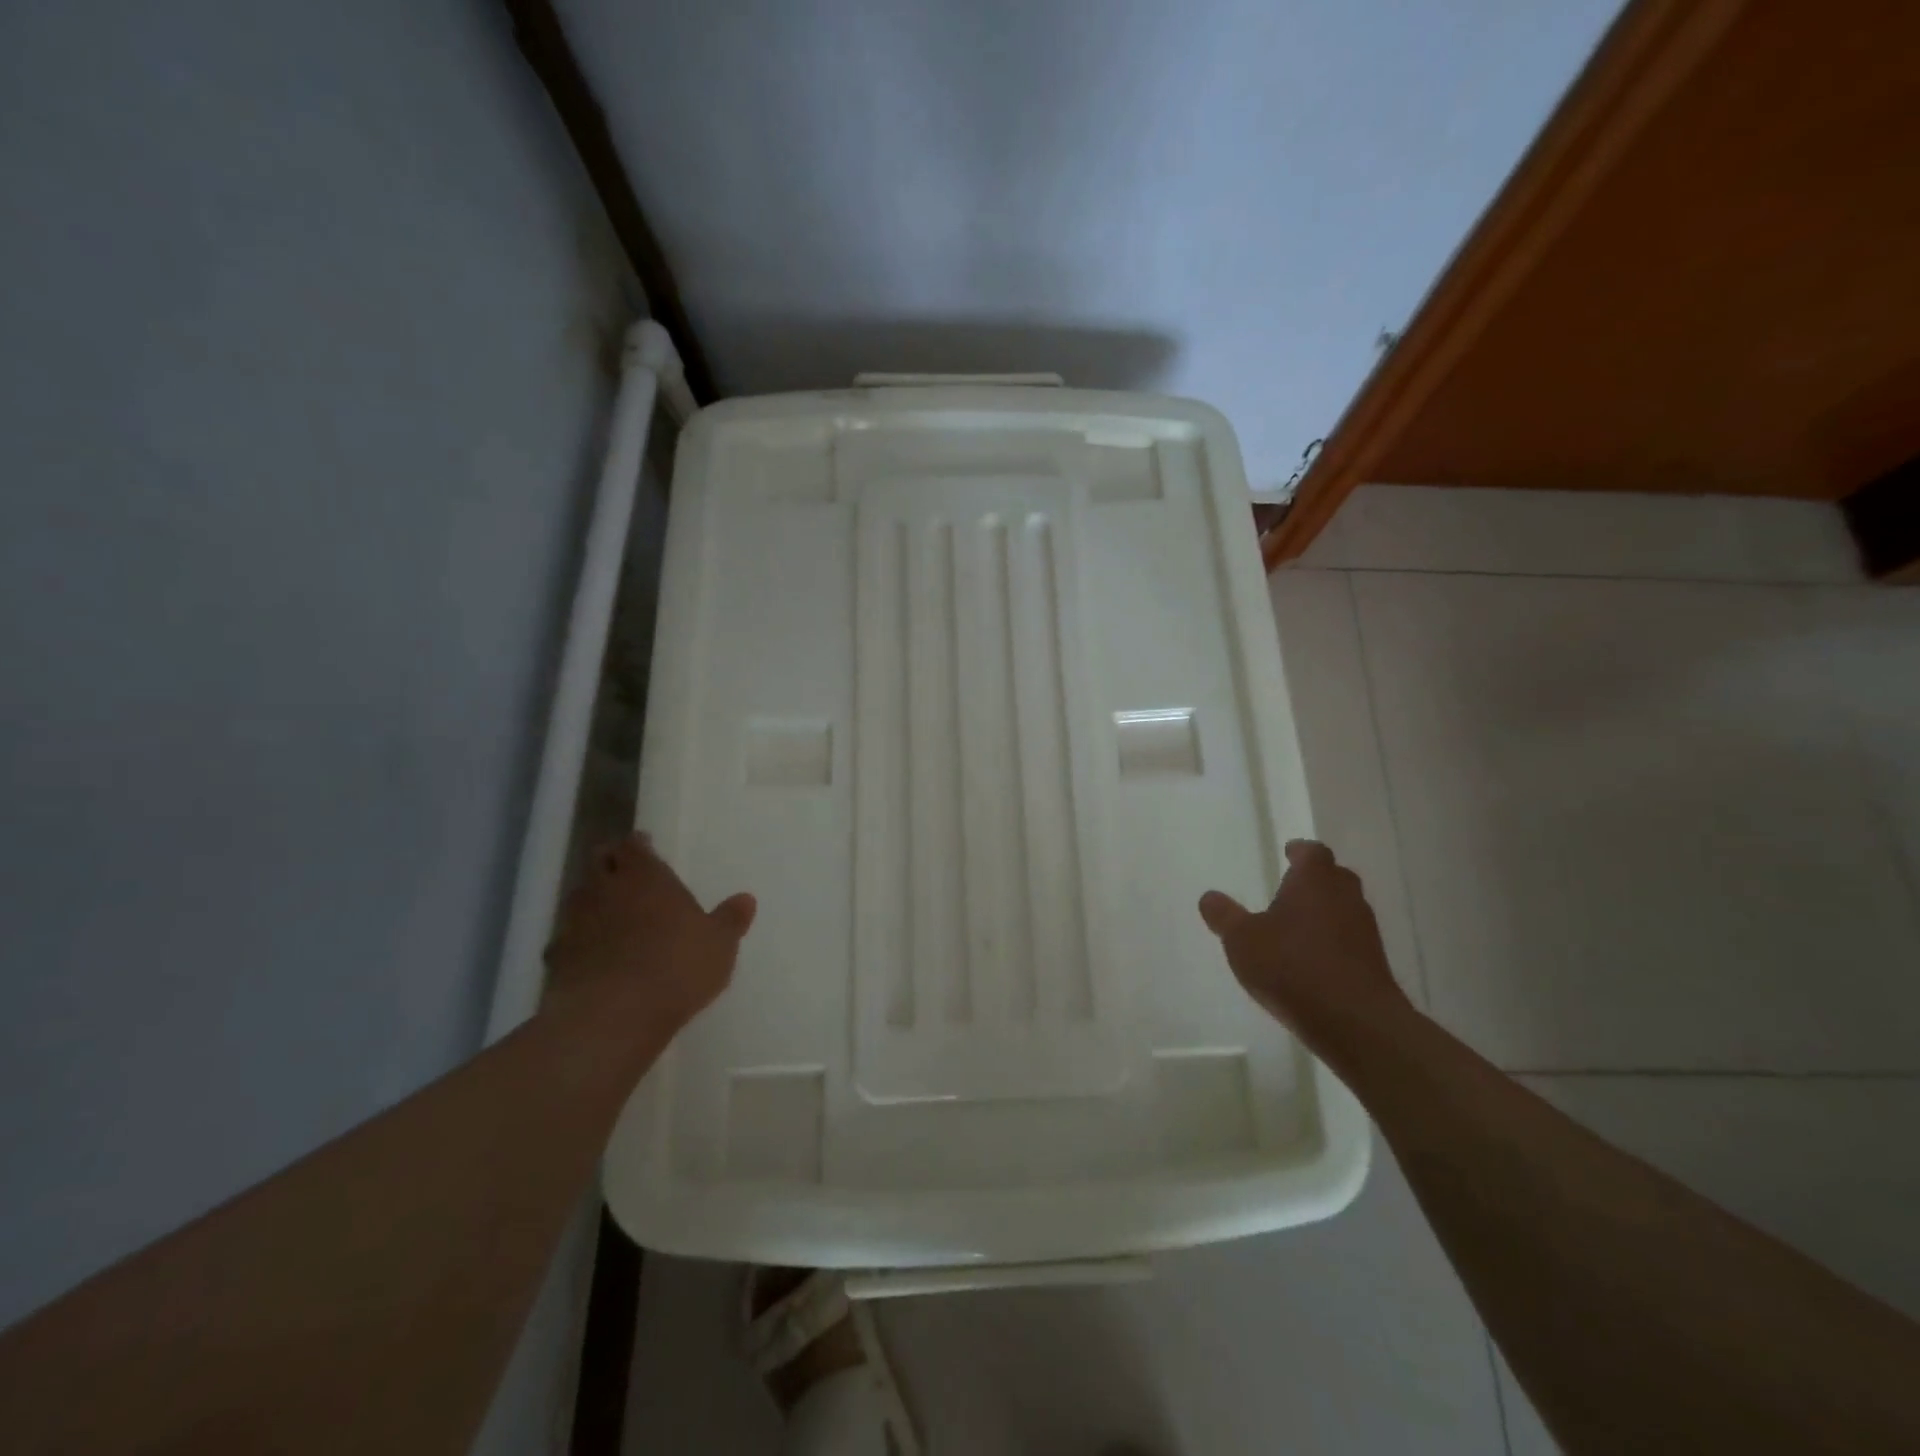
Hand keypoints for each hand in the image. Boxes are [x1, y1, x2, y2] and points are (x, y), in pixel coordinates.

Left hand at [543, 834, 756, 1035]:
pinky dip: (576, 944)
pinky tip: (589, 958)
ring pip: (579, 898)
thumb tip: (746, 899)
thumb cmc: (677, 966)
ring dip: (592, 902)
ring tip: (610, 916)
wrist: (613, 1015)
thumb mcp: (719, 944)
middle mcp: (606, 889)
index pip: (633, 845)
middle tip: (625, 874)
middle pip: (599, 862)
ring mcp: (575, 922)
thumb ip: (730, 919)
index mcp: (645, 876)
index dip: (638, 844)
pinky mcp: (557, 959)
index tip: (645, 846)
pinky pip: (565, 941)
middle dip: (610, 864)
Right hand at [1197, 840, 1411, 1049]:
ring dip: (1326, 912)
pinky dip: (1334, 942)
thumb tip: (1209, 897)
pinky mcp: (1374, 964)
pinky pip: (1351, 940)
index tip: (1289, 853)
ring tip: (1298, 926)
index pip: (1313, 852)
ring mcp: (1365, 931)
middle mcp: (1345, 897)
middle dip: (1315, 880)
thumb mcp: (1242, 940)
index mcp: (1314, 881)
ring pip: (1345, 909)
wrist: (1354, 1021)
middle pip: (1334, 877)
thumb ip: (1224, 916)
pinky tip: (1313, 959)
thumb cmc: (1291, 966)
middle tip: (1292, 887)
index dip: (1300, 851)